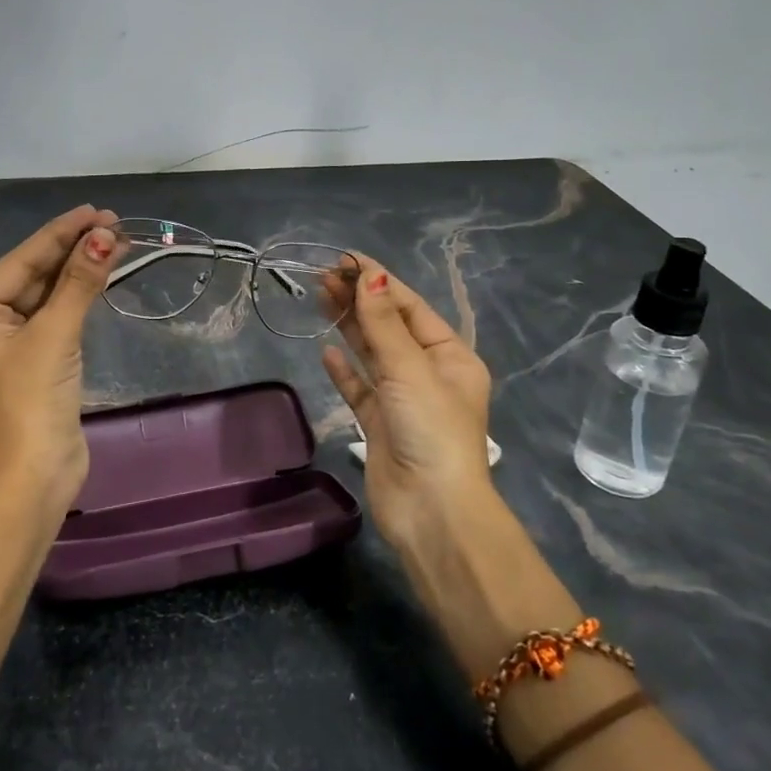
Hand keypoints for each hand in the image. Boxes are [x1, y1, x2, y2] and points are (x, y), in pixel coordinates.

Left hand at [0, 205, 119, 506]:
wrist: (34, 477)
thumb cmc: (30, 401)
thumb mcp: (54, 335)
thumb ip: (79, 281)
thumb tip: (106, 234)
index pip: (19, 262)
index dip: (60, 234)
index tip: (95, 210)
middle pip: (31, 275)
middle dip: (72, 250)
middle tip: (113, 223)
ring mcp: (4, 342)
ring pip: (45, 294)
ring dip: (79, 270)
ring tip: (116, 240)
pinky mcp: (30, 359)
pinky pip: (53, 315)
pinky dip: (77, 296)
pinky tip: (101, 271)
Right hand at [321, 258, 495, 547]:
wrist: (430, 510)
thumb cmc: (430, 429)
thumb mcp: (409, 368)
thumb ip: (383, 322)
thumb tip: (370, 274)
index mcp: (450, 356)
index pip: (410, 307)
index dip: (379, 281)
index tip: (345, 259)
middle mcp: (428, 374)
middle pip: (389, 326)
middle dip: (359, 299)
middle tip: (322, 276)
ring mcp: (402, 400)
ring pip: (372, 353)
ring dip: (349, 326)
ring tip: (319, 297)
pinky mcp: (380, 424)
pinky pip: (360, 388)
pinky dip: (345, 369)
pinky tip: (327, 351)